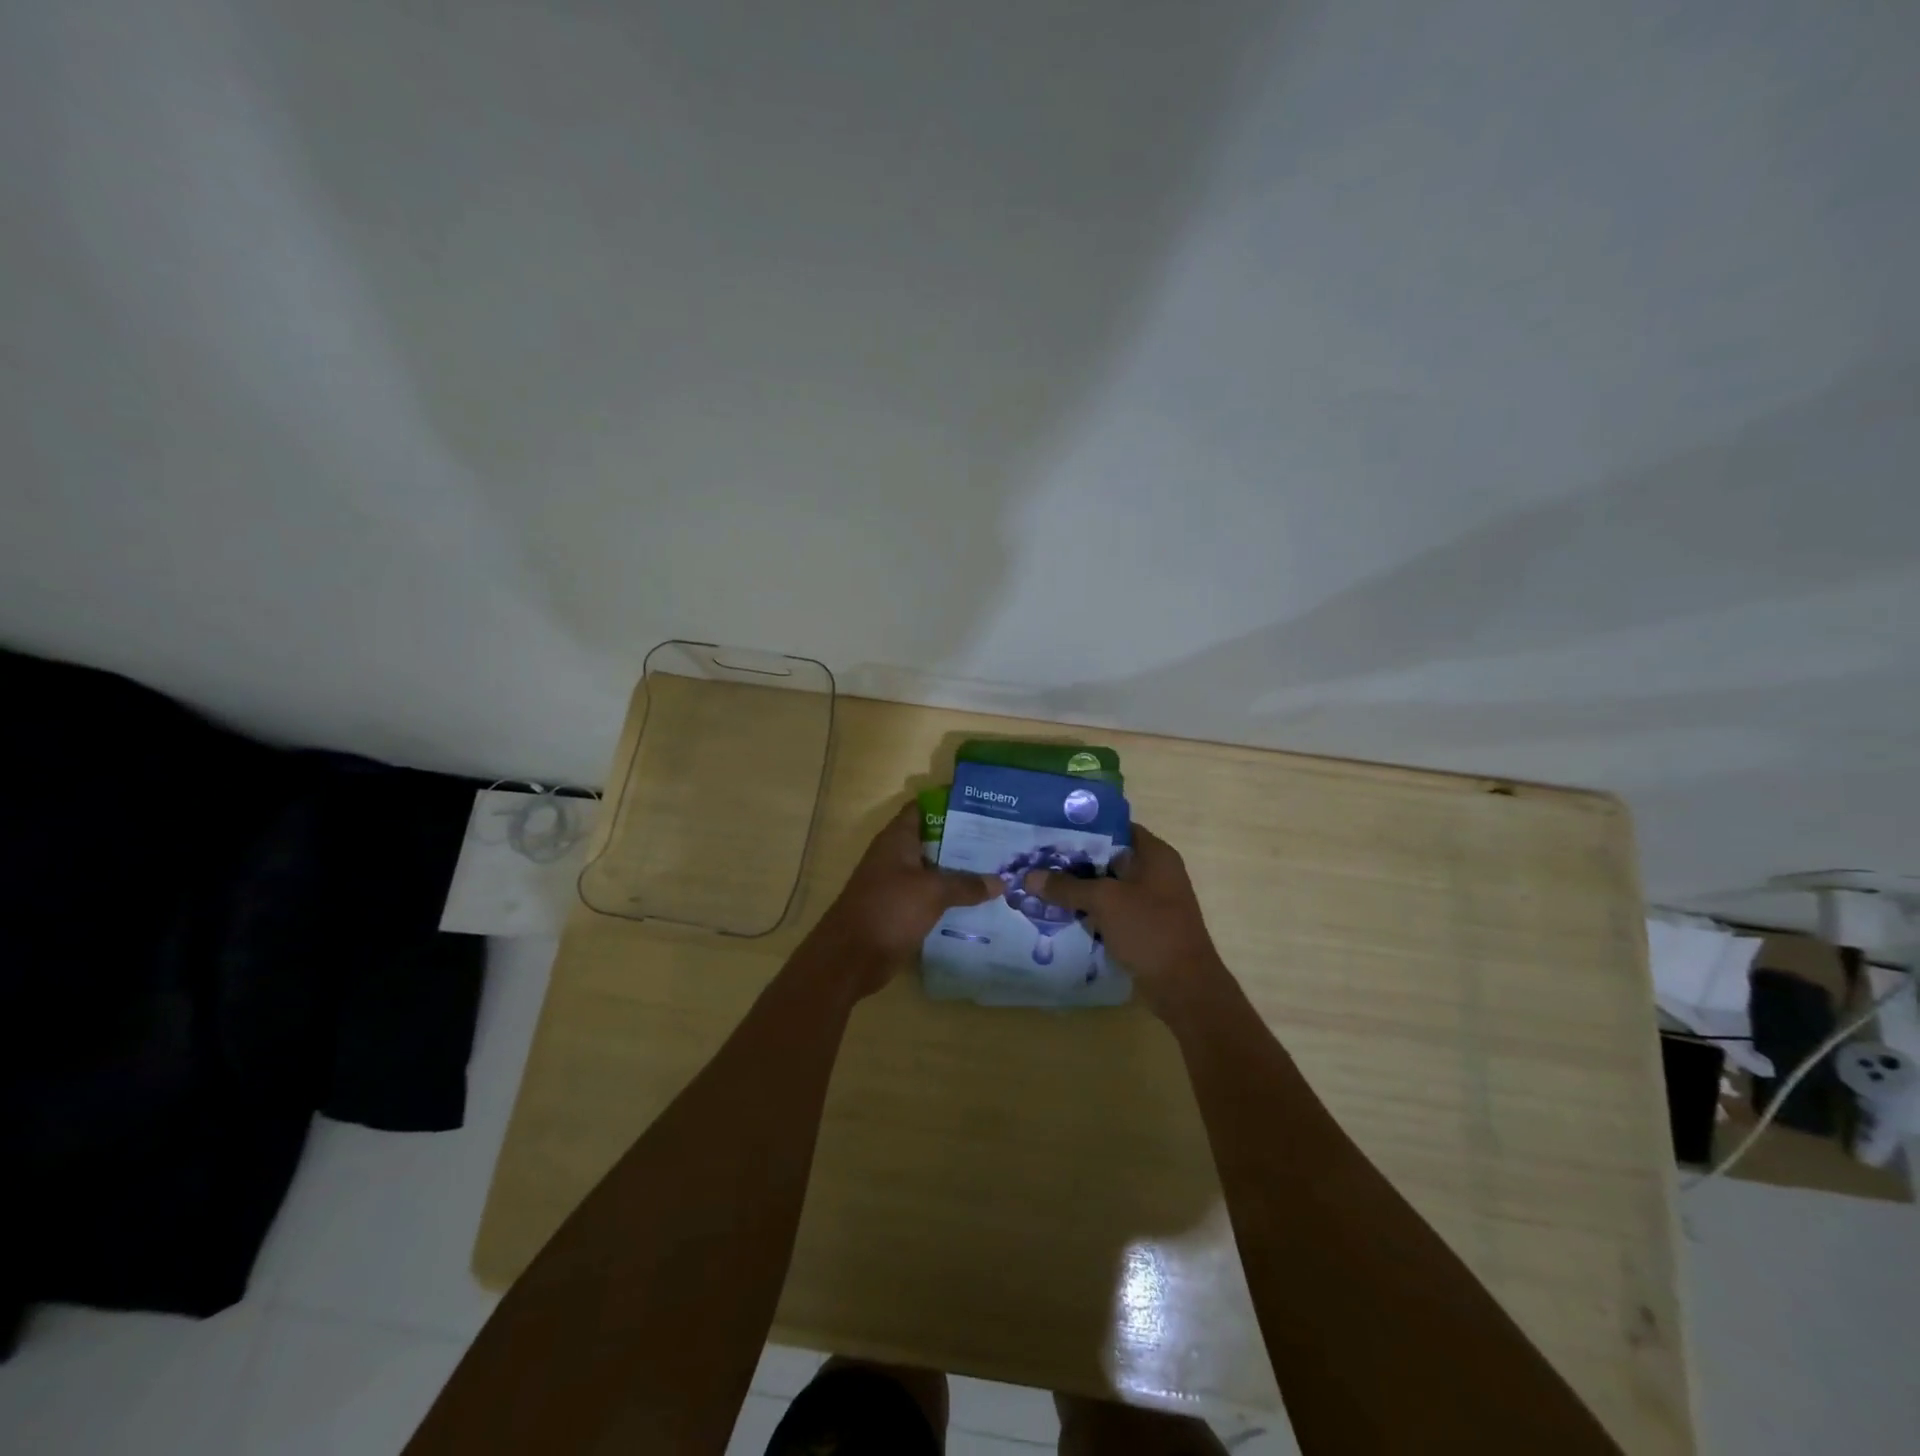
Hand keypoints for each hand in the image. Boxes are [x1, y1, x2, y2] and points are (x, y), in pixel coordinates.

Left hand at [810, 803, 1001, 994]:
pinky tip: (981, 902)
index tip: (984, 806)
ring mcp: (898, 884)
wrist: (850, 958)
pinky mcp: (901, 909)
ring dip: (961, 871)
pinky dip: (952, 897)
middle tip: (1001, 841)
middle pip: (934, 839)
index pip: (925, 807)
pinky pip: (932, 896)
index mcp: (898, 839)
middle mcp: (896, 856)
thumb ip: (966, 884)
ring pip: (935, 870)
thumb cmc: (889, 909)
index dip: (951, 804)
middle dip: (965, 840)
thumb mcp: (932, 892)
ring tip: (998, 869)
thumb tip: (1002, 881)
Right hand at [1023, 823, 1229, 1019]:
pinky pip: (1110, 910)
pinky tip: (1058, 913)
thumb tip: (1028, 877)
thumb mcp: (1104, 902)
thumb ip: (1067, 887)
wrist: (1184, 987)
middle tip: (1036, 858)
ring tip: (1040, 884)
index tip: (1050, 830)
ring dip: (1078, 888)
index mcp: (1154, 854)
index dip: (1084, 827)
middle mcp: (1154, 872)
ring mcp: (1149, 901)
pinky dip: (1088, 911)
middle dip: (1073, 860)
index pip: (1115, 827)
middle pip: (1107, 857)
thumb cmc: (1150, 930)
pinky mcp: (1142, 926)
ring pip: (1106, 886)